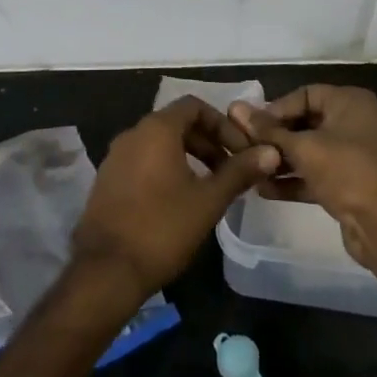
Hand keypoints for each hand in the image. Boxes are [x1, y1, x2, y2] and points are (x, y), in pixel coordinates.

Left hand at [73, 96, 280, 300]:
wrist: (106, 270)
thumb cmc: (162, 228)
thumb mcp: (208, 200)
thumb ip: (239, 172)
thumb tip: (270, 151)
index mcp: (156, 129)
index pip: (194, 106)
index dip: (222, 124)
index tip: (241, 150)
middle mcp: (132, 134)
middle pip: (177, 123)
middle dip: (208, 142)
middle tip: (231, 171)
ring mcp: (115, 157)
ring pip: (159, 144)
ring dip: (188, 156)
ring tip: (210, 187)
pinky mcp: (107, 180)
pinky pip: (143, 161)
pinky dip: (166, 169)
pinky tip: (179, 200)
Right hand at [228, 85, 376, 268]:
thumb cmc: (347, 172)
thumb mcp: (304, 147)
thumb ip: (268, 130)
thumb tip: (235, 109)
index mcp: (350, 102)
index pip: (305, 94)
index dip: (276, 109)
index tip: (251, 127)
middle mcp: (355, 122)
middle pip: (306, 122)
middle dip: (275, 137)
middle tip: (246, 148)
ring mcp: (354, 155)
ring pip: (310, 150)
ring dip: (281, 160)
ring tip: (250, 170)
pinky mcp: (350, 184)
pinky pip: (316, 174)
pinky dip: (294, 180)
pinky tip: (264, 189)